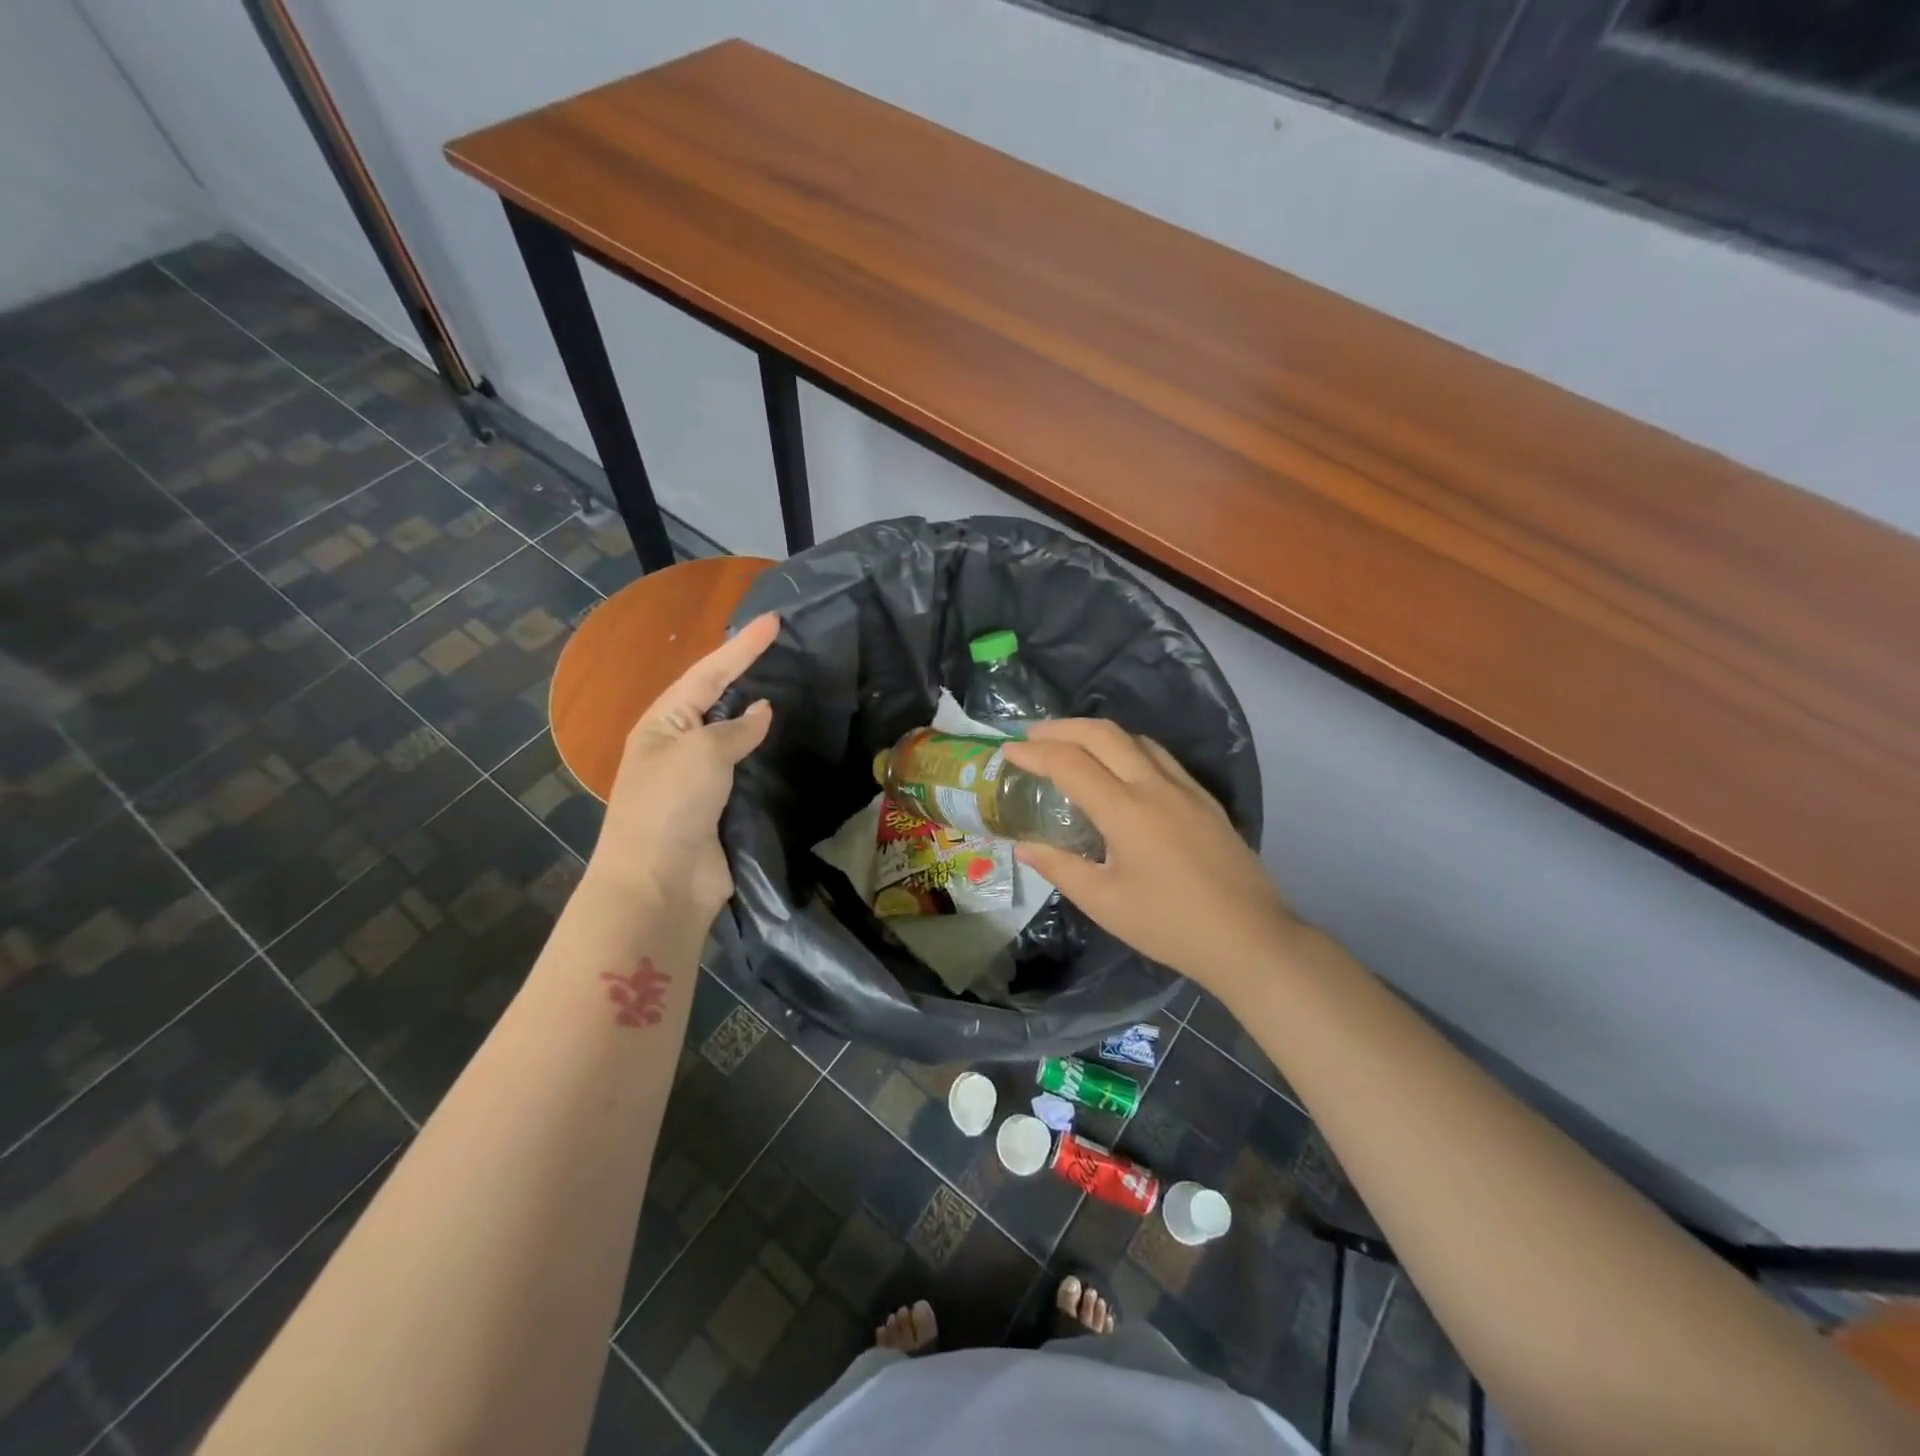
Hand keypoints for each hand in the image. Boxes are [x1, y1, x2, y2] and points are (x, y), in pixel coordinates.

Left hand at [588, 612, 779, 916]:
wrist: (660, 883)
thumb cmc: (670, 805)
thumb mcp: (701, 752)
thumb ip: (736, 728)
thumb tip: (761, 712)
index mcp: (663, 723)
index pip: (708, 673)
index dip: (742, 646)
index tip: (775, 621)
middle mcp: (679, 745)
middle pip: (720, 701)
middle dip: (749, 675)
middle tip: (788, 651)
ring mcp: (700, 780)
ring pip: (736, 738)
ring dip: (761, 719)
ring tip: (797, 691)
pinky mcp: (722, 809)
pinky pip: (748, 772)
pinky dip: (768, 758)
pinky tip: (791, 746)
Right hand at [1003, 719, 1296, 987]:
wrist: (1250, 938)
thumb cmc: (1169, 925)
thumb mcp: (1103, 902)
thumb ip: (1059, 867)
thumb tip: (1024, 846)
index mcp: (1126, 810)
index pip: (1070, 763)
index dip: (1034, 753)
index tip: (1008, 751)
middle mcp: (1155, 785)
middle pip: (1102, 733)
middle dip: (1061, 728)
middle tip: (1032, 736)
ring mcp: (1185, 787)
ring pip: (1134, 738)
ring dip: (1095, 733)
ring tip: (1070, 745)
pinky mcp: (1204, 798)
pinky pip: (1158, 755)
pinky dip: (1126, 747)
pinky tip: (1118, 768)